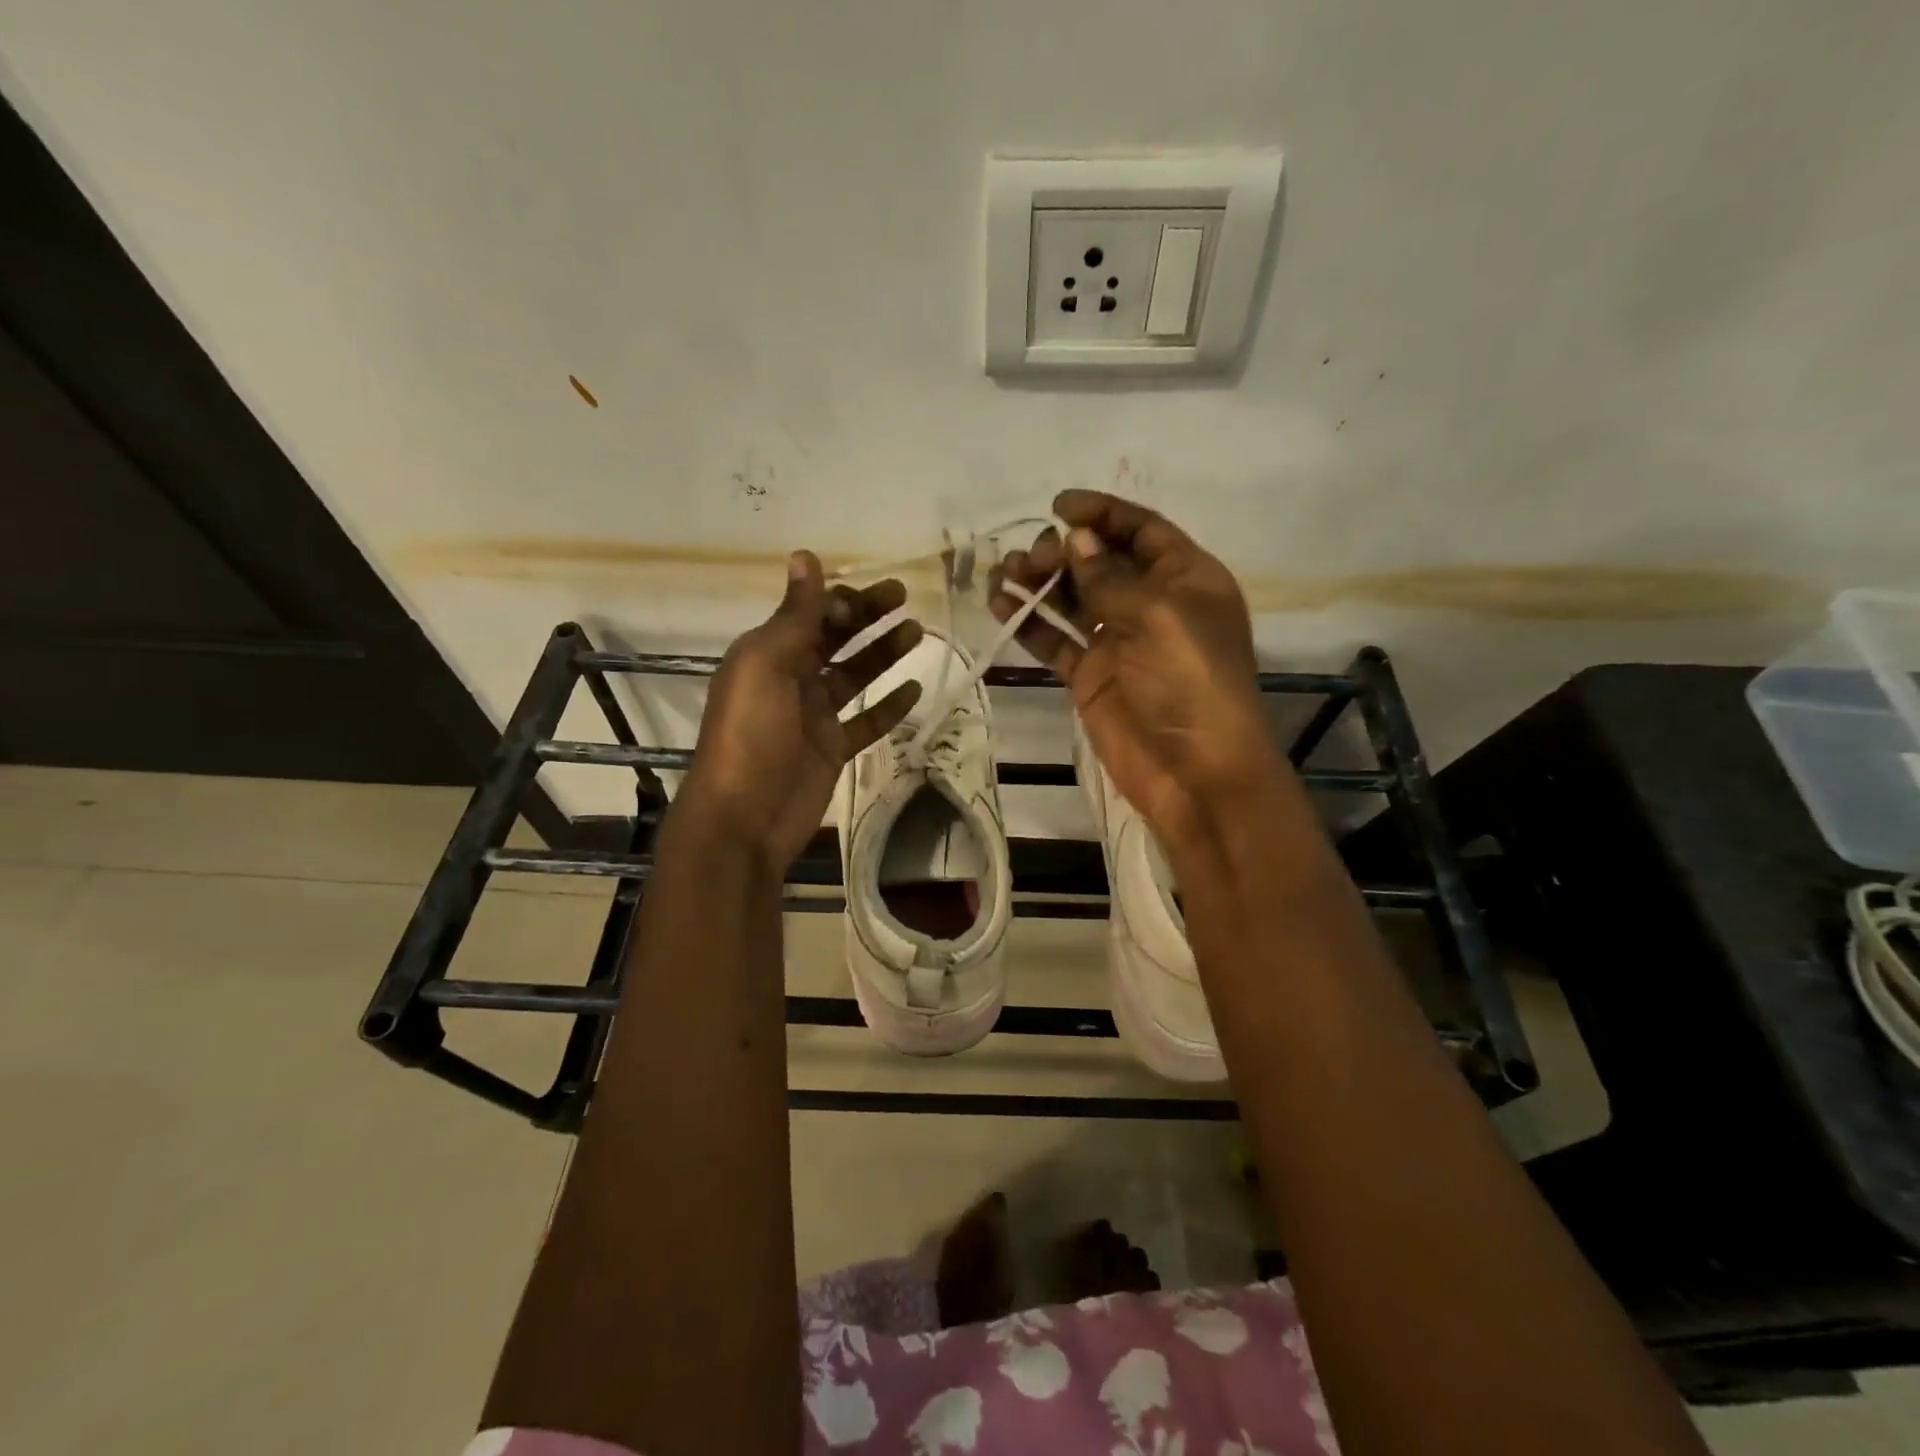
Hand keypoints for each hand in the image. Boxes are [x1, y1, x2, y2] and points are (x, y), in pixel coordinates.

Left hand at [679, 551, 921, 871]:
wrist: (744, 818)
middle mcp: (790, 678)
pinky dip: (889, 706)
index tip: (874, 596)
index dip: (840, 600)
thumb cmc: (750, 735)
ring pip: (854, 675)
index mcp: (768, 654)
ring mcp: (813, 716)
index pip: (810, 614)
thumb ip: (794, 616)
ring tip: (917, 633)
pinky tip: (915, 688)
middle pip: (835, 638)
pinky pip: (865, 721)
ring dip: (883, 653)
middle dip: (867, 616)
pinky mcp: (831, 748)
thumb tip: (804, 555)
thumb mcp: (766, 666)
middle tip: (904, 598)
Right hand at [990, 490, 1286, 851]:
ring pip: (1073, 599)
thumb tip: (1077, 540)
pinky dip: (1031, 623)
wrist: (1196, 774)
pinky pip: (1057, 641)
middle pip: (1101, 562)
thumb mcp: (1158, 618)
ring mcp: (1119, 642)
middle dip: (1063, 552)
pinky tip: (1001, 606)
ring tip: (1003, 573)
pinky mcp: (1092, 677)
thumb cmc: (1190, 684)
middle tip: (1030, 559)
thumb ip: (1111, 578)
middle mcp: (1152, 604)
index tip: (1057, 506)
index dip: (1102, 514)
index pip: (1141, 531)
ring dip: (1040, 583)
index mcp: (1187, 579)